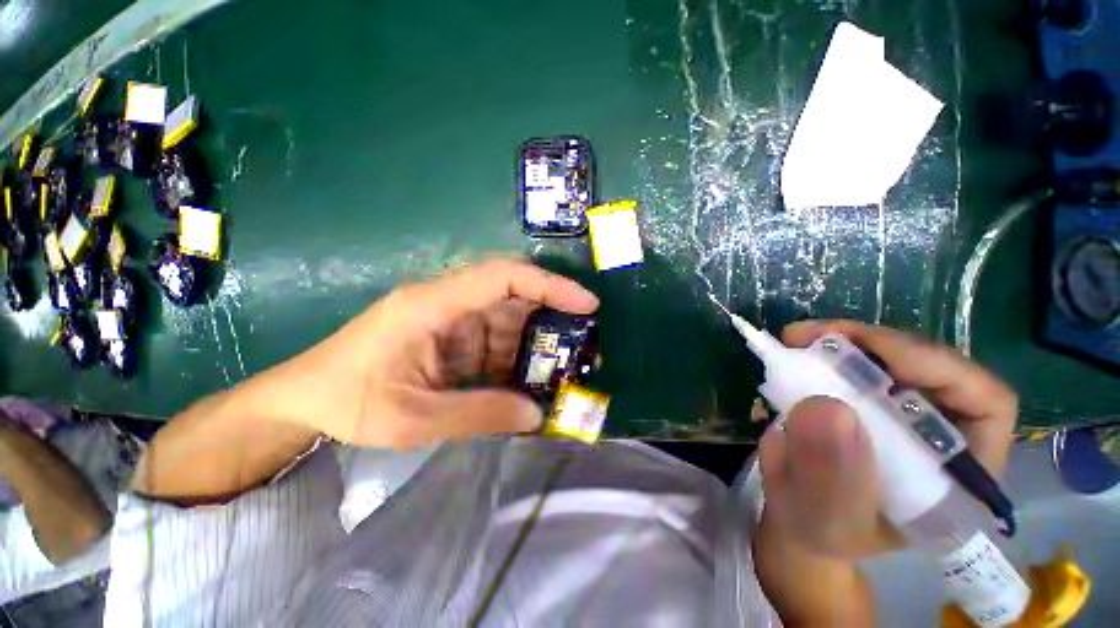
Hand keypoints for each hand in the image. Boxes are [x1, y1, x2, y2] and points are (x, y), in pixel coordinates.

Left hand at [265, 260, 598, 447]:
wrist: (304, 400)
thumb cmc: (349, 401)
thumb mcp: (415, 418)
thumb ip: (480, 414)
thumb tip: (537, 414)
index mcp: (433, 305)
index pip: (503, 276)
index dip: (549, 285)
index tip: (586, 304)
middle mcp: (447, 302)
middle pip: (512, 297)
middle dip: (550, 318)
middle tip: (583, 345)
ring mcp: (450, 318)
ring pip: (507, 321)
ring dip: (534, 344)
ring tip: (561, 370)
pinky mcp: (451, 336)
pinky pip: (494, 340)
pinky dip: (515, 358)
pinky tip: (528, 380)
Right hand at [758, 320, 1017, 559]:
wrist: (798, 519)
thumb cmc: (821, 531)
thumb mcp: (825, 519)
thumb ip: (831, 478)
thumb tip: (825, 408)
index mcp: (959, 473)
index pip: (985, 404)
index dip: (941, 369)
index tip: (874, 356)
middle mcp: (941, 433)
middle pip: (932, 368)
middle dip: (876, 345)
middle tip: (815, 337)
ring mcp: (902, 411)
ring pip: (891, 357)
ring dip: (845, 341)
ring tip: (798, 339)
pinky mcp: (866, 398)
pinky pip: (855, 360)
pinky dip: (825, 348)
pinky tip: (797, 348)